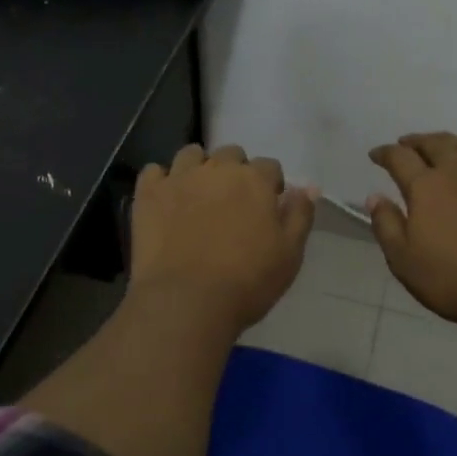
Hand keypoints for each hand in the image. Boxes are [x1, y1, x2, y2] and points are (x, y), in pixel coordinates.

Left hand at [130, 144, 316, 334]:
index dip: (270, 185)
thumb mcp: (289, 254)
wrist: (186, 302)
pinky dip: (161, 181)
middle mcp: (217, 169)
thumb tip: (308, 186)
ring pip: (191, 154)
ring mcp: (179, 178)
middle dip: (235, 171)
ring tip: (198, 195)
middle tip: (233, 204)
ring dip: (198, 168)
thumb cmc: (247, 281)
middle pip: (231, 154)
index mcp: (254, 180)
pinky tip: (166, 201)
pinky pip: (153, 171)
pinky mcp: (148, 194)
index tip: (267, 208)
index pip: (269, 166)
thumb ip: (300, 215)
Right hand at [367, 132, 456, 335]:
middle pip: (435, 144)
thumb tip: (375, 197)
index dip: (385, 153)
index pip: (400, 157)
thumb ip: (386, 224)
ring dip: (447, 143)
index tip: (375, 155)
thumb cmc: (451, 279)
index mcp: (427, 186)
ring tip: (439, 148)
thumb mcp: (403, 259)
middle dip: (417, 141)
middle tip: (406, 144)